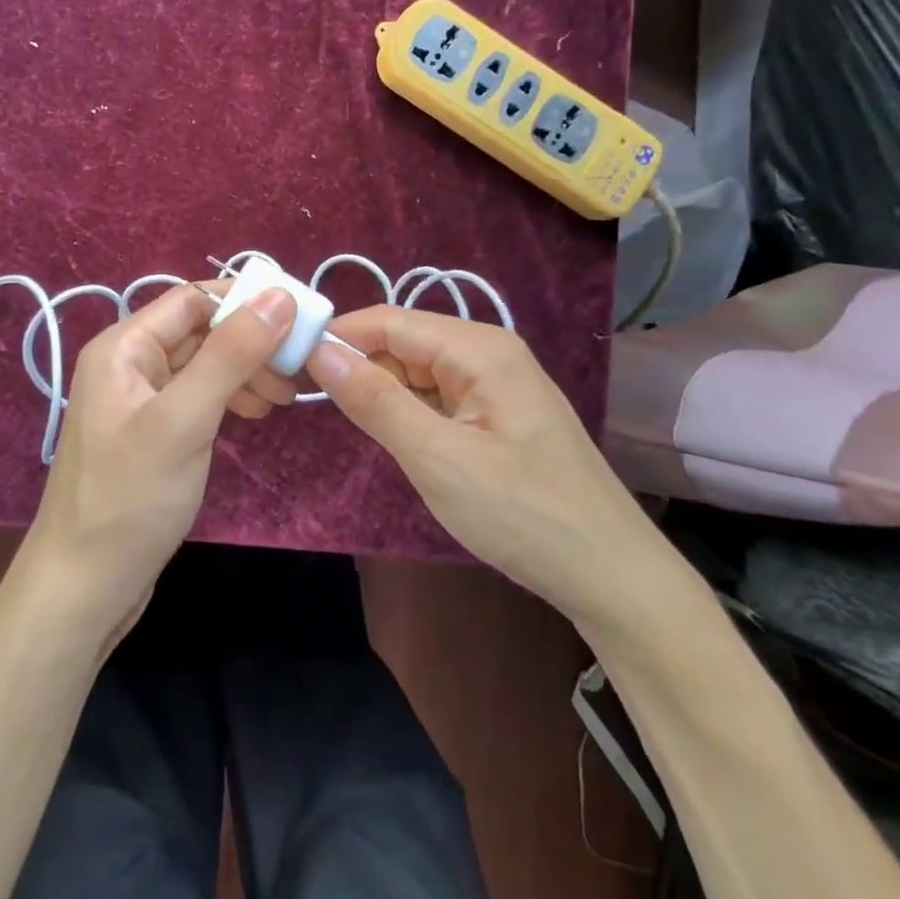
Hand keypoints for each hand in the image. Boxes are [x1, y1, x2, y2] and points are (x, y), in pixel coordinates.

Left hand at [25, 282, 298, 636]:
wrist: (84, 588)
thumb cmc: (130, 498)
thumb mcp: (184, 419)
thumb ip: (231, 354)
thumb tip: (280, 295)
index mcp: (123, 347)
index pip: (193, 300)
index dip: (245, 303)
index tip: (299, 322)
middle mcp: (127, 364)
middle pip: (199, 331)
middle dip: (250, 343)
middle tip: (296, 372)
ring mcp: (138, 401)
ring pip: (202, 365)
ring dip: (244, 372)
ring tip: (282, 399)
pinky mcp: (151, 433)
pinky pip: (196, 397)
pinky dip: (228, 399)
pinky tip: (253, 415)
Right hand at [306, 306, 668, 630]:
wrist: (613, 578)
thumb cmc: (524, 514)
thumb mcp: (438, 458)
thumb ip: (375, 400)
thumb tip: (318, 350)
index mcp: (479, 348)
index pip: (388, 320)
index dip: (336, 336)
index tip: (287, 362)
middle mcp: (488, 352)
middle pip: (402, 341)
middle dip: (356, 364)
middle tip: (304, 398)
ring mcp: (495, 384)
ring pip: (417, 370)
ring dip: (380, 389)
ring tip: (341, 418)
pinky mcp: (496, 414)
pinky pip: (436, 396)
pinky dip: (407, 410)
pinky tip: (392, 435)